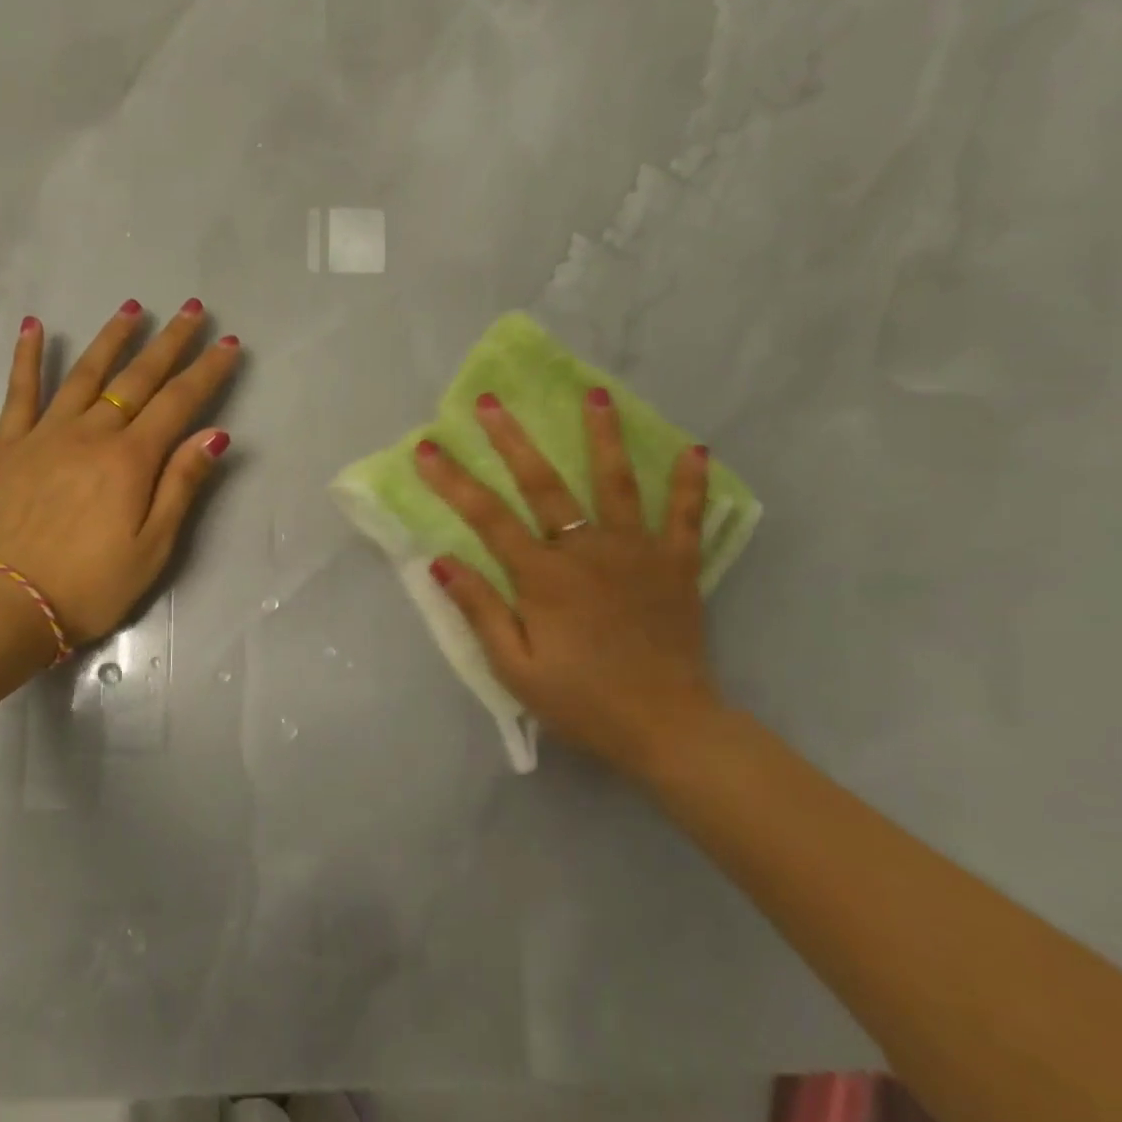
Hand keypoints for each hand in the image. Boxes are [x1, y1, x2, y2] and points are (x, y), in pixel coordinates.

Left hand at [0, 299, 239, 648]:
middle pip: (137, 378)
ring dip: (112, 338)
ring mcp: (46, 435)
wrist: (11, 605)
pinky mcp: (10, 446)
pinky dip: (27, 356)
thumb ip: (181, 485)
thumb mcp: (154, 547)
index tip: (229, 343)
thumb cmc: (92, 585)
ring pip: (85, 373)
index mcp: (131, 460)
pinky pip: (20, 392)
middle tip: (192, 309)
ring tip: (133, 307)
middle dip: (169, 343)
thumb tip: (214, 434)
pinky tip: (34, 325)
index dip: (207, 371)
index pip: (179, 403)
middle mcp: (91, 434)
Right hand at [415, 389, 720, 776]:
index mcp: (543, 577)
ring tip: (595, 393)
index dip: (453, 481)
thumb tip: (441, 561)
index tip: (427, 448)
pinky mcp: (676, 565)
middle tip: (490, 401)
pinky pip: (685, 516)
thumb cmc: (582, 702)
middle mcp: (587, 550)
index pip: (487, 517)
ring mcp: (637, 552)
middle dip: (512, 439)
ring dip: (603, 435)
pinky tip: (694, 448)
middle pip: (544, 483)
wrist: (668, 728)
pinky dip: (690, 482)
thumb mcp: (515, 669)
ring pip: (617, 482)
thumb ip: (480, 611)